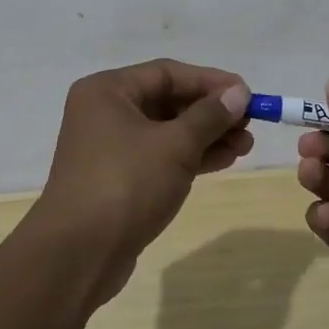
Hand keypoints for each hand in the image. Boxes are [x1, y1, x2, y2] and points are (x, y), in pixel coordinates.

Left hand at [29, 59, 253, 303]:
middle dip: (211, 112)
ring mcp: (110, 148)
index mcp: (107, 91)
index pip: (167, 73)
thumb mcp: (175, 146)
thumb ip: (209, 116)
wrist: (78, 254)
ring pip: (167, 131)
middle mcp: (105, 112)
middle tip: (249, 124)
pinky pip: (160, 157)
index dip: (210, 81)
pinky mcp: (118, 179)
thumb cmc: (126, 185)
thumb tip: (239, 93)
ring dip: (206, 136)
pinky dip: (190, 157)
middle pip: (167, 101)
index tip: (247, 94)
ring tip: (245, 146)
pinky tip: (224, 160)